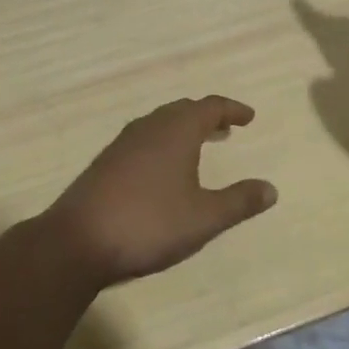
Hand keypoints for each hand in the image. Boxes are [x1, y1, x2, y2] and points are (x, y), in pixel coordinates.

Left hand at [43, 96, 276, 287]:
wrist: (77, 241)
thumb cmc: (149, 223)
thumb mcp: (203, 218)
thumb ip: (239, 202)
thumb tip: (271, 188)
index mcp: (176, 131)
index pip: (209, 107)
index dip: (231, 109)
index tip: (248, 117)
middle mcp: (149, 128)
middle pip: (182, 110)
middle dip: (207, 116)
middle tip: (226, 128)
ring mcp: (123, 144)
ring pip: (160, 123)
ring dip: (183, 129)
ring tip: (199, 145)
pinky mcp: (105, 163)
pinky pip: (143, 139)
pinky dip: (163, 142)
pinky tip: (162, 169)